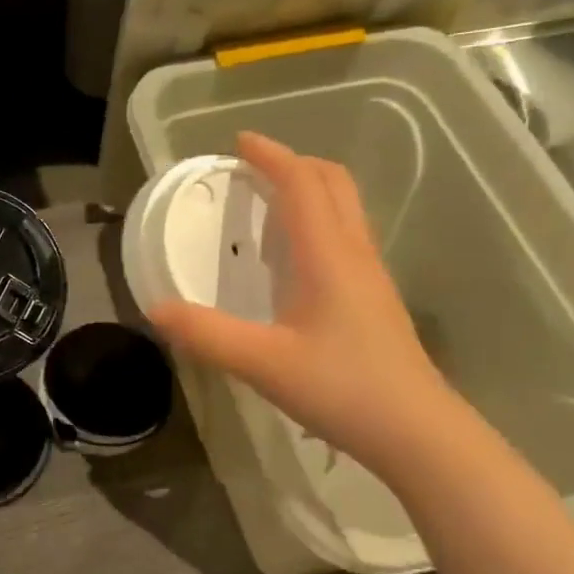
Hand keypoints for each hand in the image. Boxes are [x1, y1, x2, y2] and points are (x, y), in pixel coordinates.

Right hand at [148, 132, 464, 478]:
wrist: (417, 432)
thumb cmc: (343, 388)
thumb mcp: (263, 363)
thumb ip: (207, 334)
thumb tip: (155, 309)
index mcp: (327, 255)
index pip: (302, 183)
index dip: (272, 156)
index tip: (239, 142)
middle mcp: (354, 253)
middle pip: (332, 184)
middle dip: (294, 163)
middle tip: (253, 168)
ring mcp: (370, 275)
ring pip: (344, 209)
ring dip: (309, 190)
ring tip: (269, 203)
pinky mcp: (374, 298)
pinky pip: (345, 236)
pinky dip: (317, 221)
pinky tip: (293, 257)